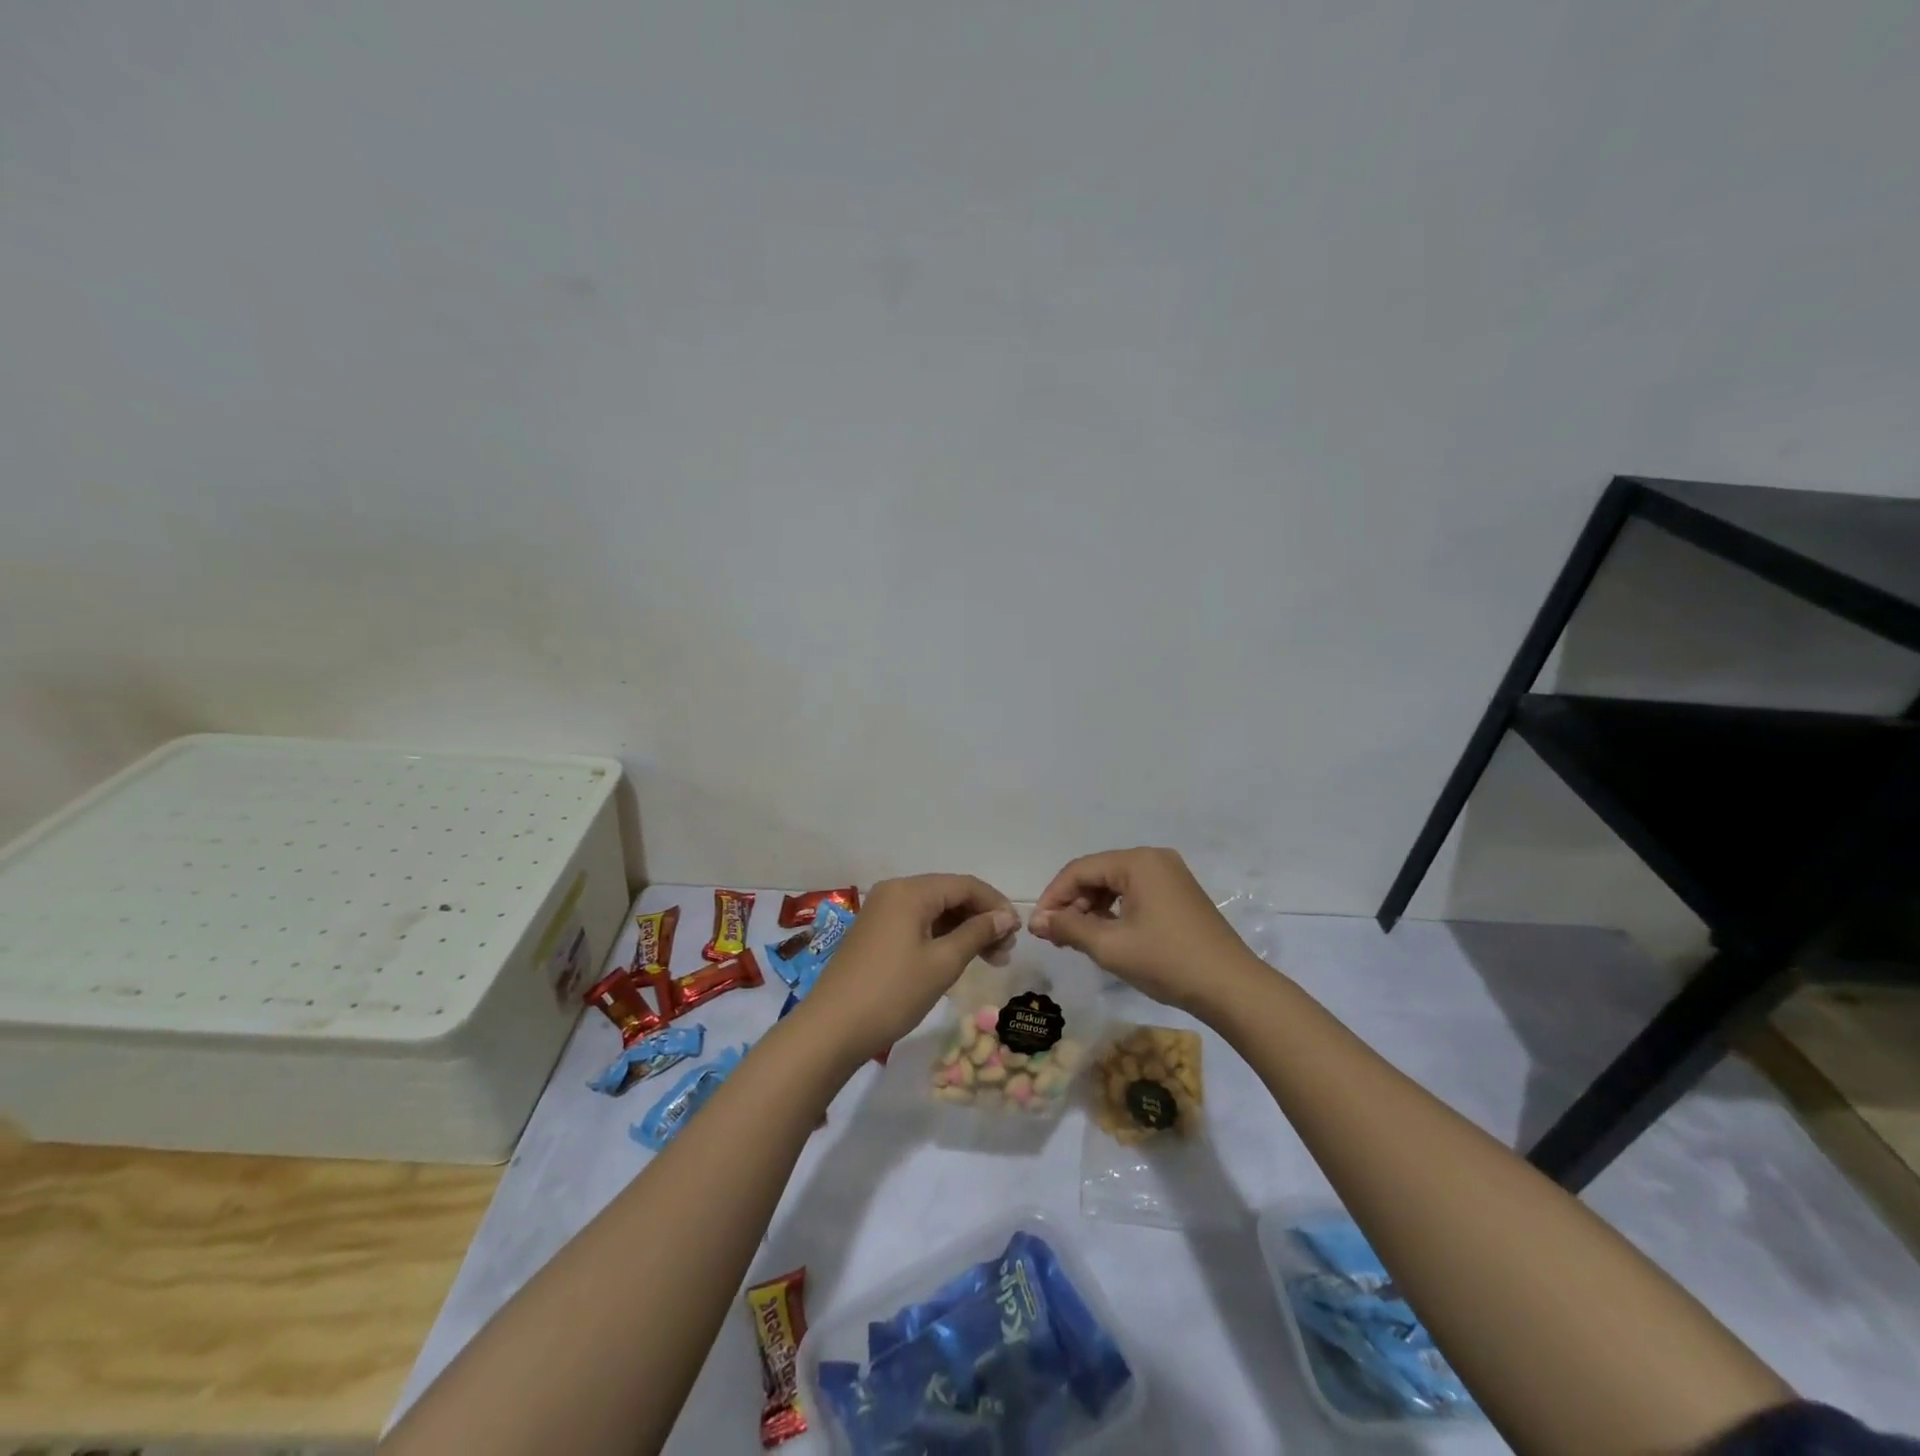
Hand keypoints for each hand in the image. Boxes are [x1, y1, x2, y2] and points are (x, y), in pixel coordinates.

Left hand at [795, 874, 1018, 1065]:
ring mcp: (881, 912)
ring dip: (963, 931)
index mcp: (910, 891)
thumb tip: (1005, 917)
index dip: (995, 904)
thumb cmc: (892, 993)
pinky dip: (941, 938)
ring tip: (990, 959)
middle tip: (1006, 952)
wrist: (831, 1029)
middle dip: (981, 919)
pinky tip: (958, 959)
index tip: (1018, 932)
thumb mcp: (942, 963)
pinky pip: (917, 924)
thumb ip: (976, 934)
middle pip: (949, 895)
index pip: (965, 885)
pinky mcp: (875, 933)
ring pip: (934, 911)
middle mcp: (894, 892)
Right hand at [1028, 848, 1256, 1013]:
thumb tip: (1037, 921)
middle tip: (1055, 936)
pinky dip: (1115, 912)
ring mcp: (1170, 876)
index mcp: (1137, 861)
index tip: (1037, 927)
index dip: (1053, 897)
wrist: (1233, 988)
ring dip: (1092, 909)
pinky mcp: (1179, 896)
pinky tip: (1106, 936)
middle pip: (1098, 874)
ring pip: (1116, 885)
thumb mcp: (1110, 946)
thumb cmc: (1167, 961)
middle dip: (1072, 903)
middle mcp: (1154, 859)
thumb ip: (1069, 928)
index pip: (1080, 870)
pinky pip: (1135, 895)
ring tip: (1077, 939)